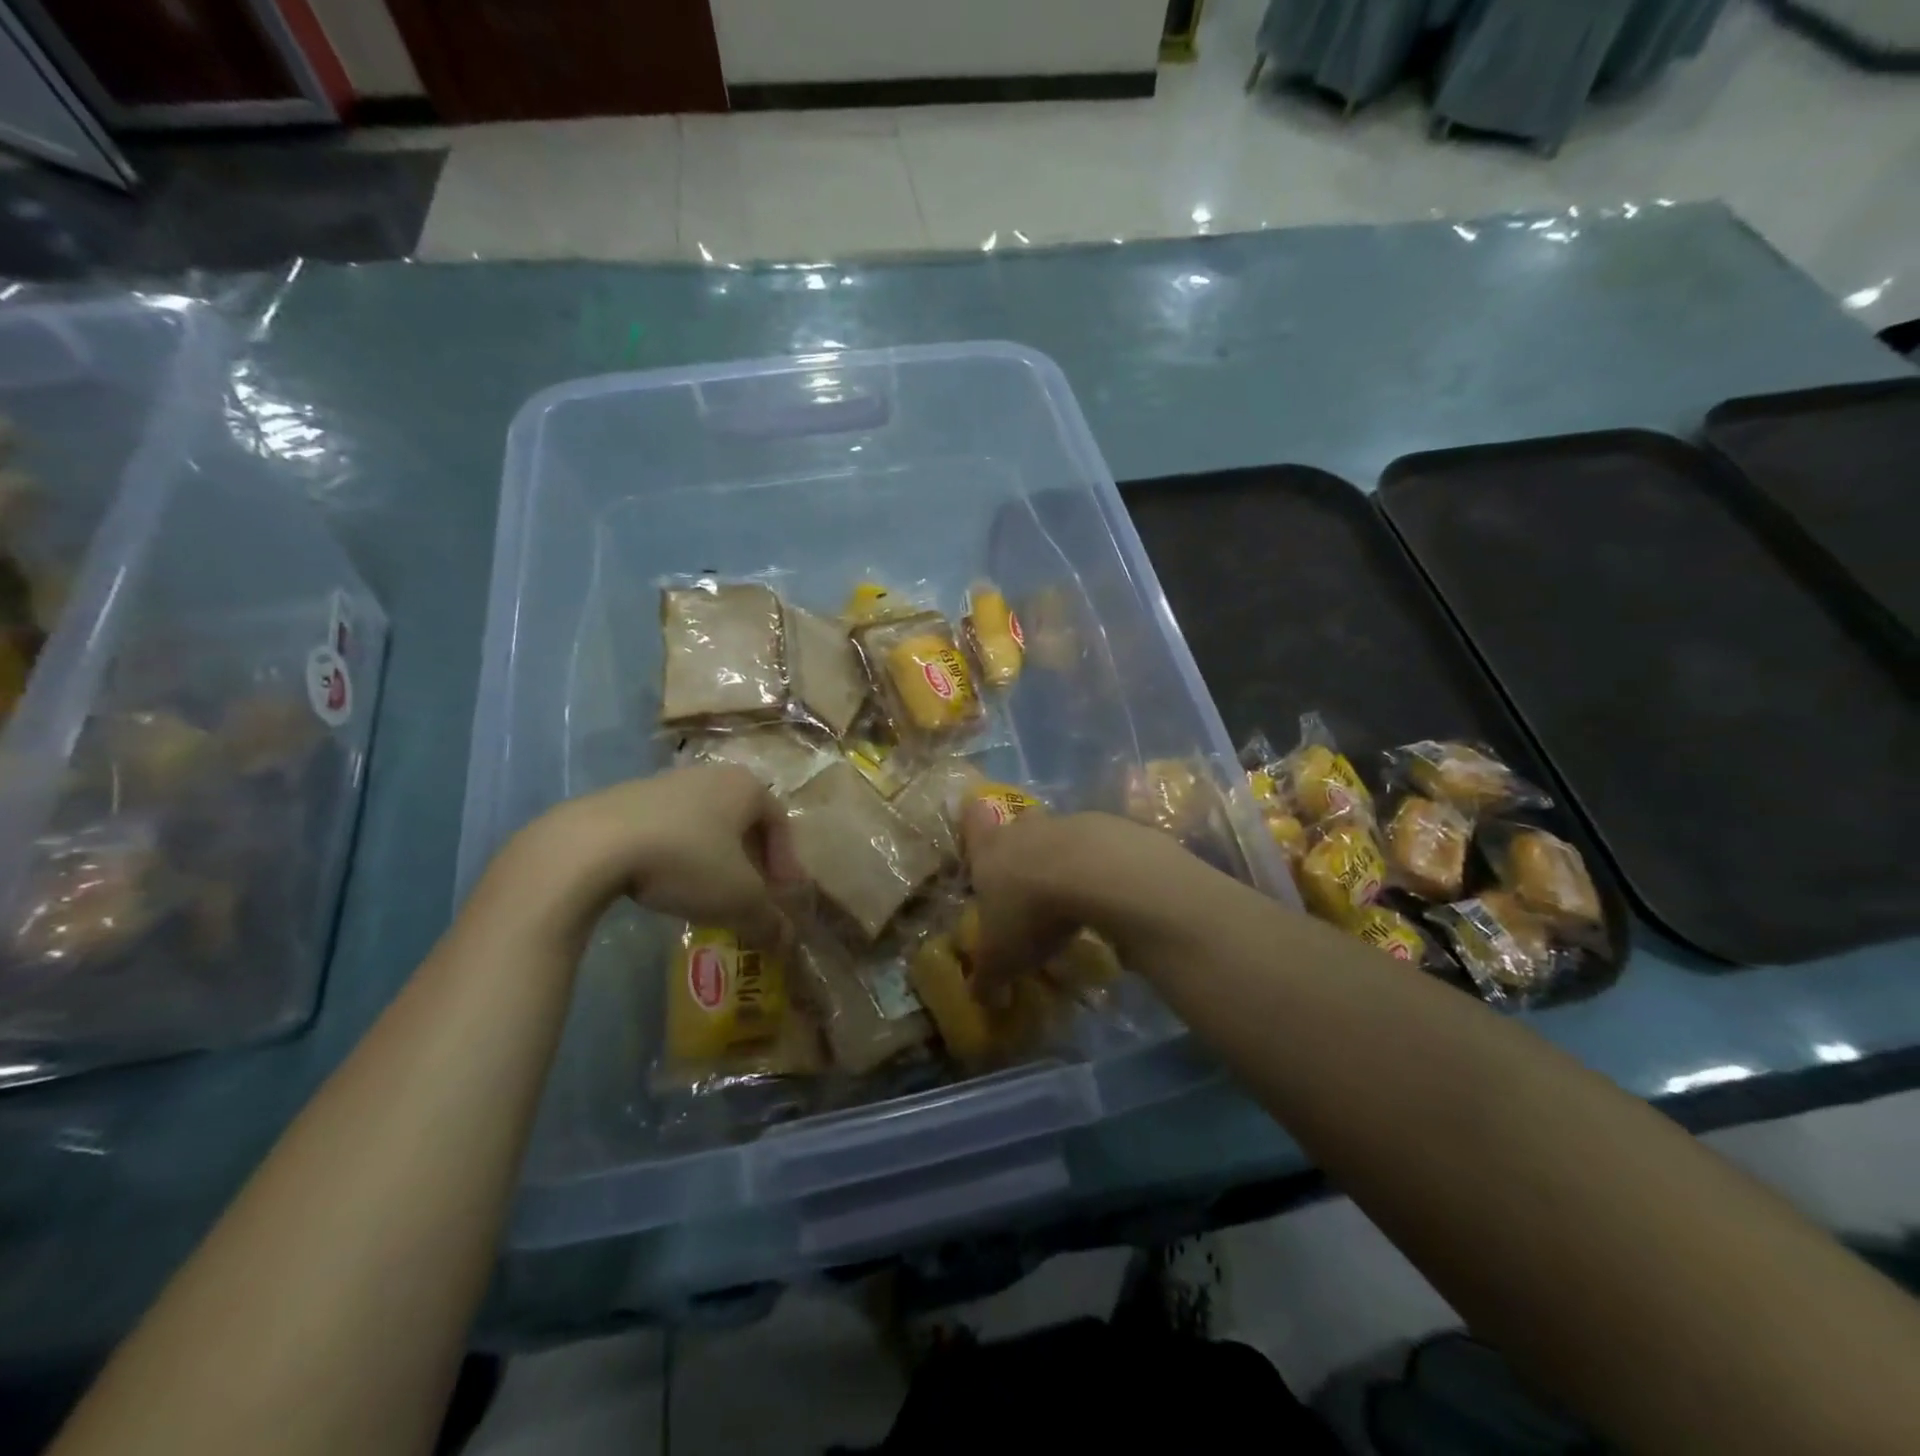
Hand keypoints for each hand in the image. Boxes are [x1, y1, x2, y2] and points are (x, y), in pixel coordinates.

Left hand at [510, 765, 796, 945]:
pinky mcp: (627, 797)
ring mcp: (666, 782)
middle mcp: (712, 775)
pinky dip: (676, 854)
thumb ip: (768, 920)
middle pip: (743, 822)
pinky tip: (663, 883)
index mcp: (747, 787)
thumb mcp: (737, 899)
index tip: (781, 898)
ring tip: (705, 894)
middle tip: (748, 896)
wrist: (592, 844)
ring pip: (705, 824)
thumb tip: (786, 942)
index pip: (781, 825)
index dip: (786, 865)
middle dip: (750, 861)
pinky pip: (668, 827)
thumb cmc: (685, 860)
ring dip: (713, 858)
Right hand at [960, 805, 1176, 987]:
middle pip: (1018, 825)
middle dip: (1022, 847)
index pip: (972, 822)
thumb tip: (982, 999)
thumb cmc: (1030, 912)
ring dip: (1063, 858)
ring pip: (1059, 834)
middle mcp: (1023, 829)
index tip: (978, 831)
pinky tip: (1106, 893)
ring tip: (1072, 894)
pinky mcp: (1109, 828)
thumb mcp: (1001, 958)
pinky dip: (1098, 865)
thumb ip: (988, 978)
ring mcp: (1067, 824)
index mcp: (988, 850)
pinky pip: (1097, 846)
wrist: (1094, 874)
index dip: (973, 826)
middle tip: (1027, 878)